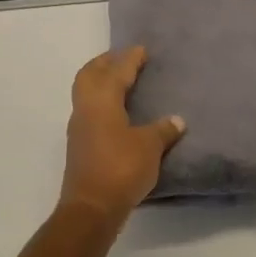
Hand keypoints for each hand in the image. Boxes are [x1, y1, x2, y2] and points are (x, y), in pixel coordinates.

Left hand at [62, 47, 184, 228]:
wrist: (91, 208)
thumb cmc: (121, 168)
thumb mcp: (149, 147)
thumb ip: (163, 130)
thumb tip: (176, 120)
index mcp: (102, 100)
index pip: (116, 71)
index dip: (130, 58)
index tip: (142, 49)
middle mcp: (86, 107)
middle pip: (90, 74)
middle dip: (106, 62)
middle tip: (124, 58)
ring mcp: (79, 127)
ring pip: (85, 91)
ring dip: (100, 80)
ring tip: (120, 80)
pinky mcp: (79, 144)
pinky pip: (88, 109)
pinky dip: (100, 100)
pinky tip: (116, 110)